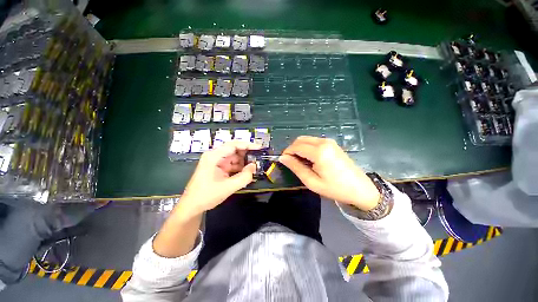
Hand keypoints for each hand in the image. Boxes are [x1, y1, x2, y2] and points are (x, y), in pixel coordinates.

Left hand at [178, 141, 259, 217]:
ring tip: (255, 166)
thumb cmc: (206, 196)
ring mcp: (216, 162)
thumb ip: (244, 177)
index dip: (247, 145)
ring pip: (234, 157)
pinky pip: (232, 164)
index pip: (233, 145)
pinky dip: (240, 168)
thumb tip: (254, 166)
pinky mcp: (218, 168)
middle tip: (259, 158)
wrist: (192, 207)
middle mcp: (215, 156)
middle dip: (247, 154)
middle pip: (234, 150)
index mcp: (214, 156)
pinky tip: (247, 172)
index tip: (259, 148)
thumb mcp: (228, 187)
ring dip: (244, 162)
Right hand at [279, 136, 379, 210]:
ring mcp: (329, 141)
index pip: (296, 146)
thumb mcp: (312, 181)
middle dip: (292, 149)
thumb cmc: (335, 188)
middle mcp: (323, 142)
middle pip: (300, 140)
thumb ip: (296, 167)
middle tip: (291, 162)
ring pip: (306, 139)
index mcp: (319, 152)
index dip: (287, 152)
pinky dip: (307, 147)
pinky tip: (310, 158)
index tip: (284, 161)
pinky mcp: (332, 143)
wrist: (360, 189)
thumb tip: (283, 158)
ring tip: (300, 161)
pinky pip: (314, 141)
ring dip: (299, 148)